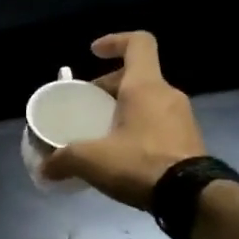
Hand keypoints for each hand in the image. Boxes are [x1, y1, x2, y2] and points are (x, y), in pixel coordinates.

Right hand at [41, 32, 206, 209]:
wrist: (192, 197)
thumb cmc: (141, 163)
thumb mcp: (92, 160)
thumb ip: (64, 159)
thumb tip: (45, 168)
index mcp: (145, 86)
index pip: (138, 43)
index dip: (114, 41)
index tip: (93, 52)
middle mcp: (167, 95)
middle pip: (137, 76)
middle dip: (109, 87)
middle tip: (87, 104)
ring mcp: (182, 118)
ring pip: (147, 101)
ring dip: (124, 109)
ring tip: (101, 132)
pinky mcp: (188, 141)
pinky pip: (158, 123)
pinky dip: (138, 129)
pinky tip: (122, 154)